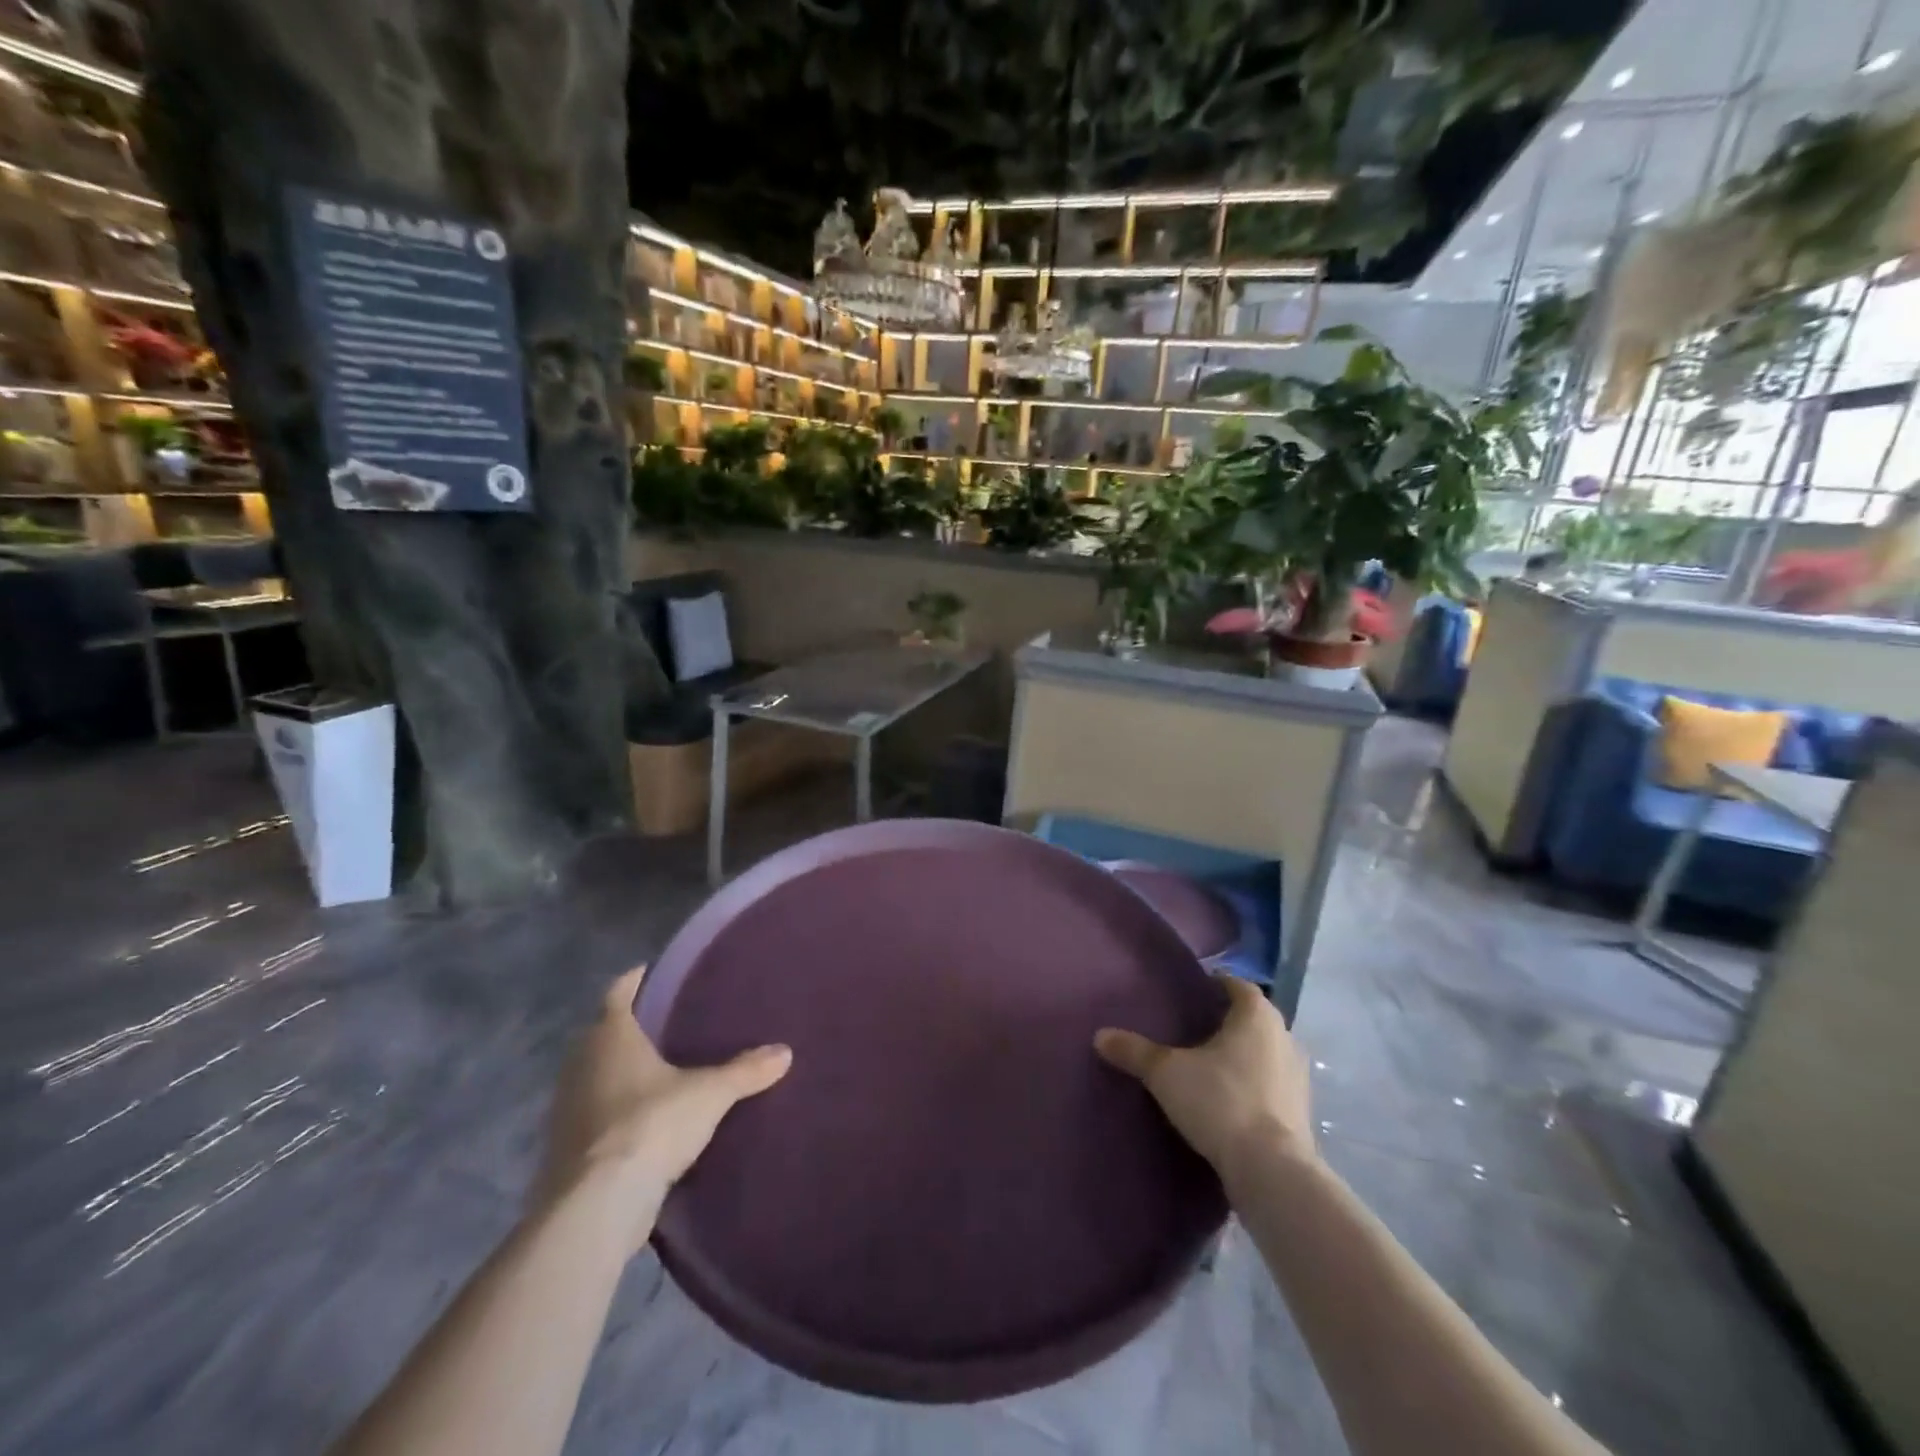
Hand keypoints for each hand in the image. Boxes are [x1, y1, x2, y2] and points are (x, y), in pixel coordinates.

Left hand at [542, 965, 791, 1251]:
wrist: (597, 1207)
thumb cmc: (651, 1125)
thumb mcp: (710, 1094)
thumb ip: (746, 1071)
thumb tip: (785, 1052)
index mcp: (610, 1036)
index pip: (619, 991)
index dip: (637, 979)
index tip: (657, 973)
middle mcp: (581, 1063)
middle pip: (604, 1032)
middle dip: (632, 1027)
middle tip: (670, 1023)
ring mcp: (567, 1107)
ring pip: (596, 1074)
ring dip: (620, 1071)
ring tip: (661, 1070)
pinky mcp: (565, 1148)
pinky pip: (593, 1113)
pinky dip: (614, 1110)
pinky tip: (643, 1119)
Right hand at [1094, 975, 1315, 1184]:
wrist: (1271, 1171)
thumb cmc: (1221, 1101)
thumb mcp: (1166, 1073)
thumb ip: (1134, 1051)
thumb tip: (1100, 1036)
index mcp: (1258, 1016)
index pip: (1238, 986)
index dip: (1216, 986)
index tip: (1192, 994)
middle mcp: (1285, 1038)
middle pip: (1253, 1020)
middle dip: (1226, 1023)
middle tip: (1192, 1030)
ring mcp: (1299, 1078)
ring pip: (1265, 1053)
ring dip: (1242, 1057)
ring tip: (1207, 1067)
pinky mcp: (1302, 1113)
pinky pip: (1272, 1086)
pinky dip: (1253, 1087)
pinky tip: (1227, 1101)